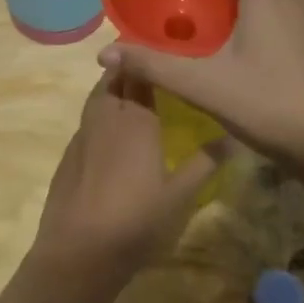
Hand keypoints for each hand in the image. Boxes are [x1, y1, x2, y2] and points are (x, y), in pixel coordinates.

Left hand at [32, 71, 226, 280]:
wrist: (78, 252)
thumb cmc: (136, 222)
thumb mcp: (180, 196)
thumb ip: (205, 163)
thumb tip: (234, 136)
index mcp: (136, 121)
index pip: (140, 75)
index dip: (148, 59)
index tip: (162, 50)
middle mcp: (106, 118)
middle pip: (114, 80)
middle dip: (128, 68)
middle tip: (148, 67)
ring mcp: (82, 136)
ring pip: (96, 98)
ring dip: (111, 87)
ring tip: (130, 91)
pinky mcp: (68, 155)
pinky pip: (86, 121)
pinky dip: (99, 113)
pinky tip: (110, 131)